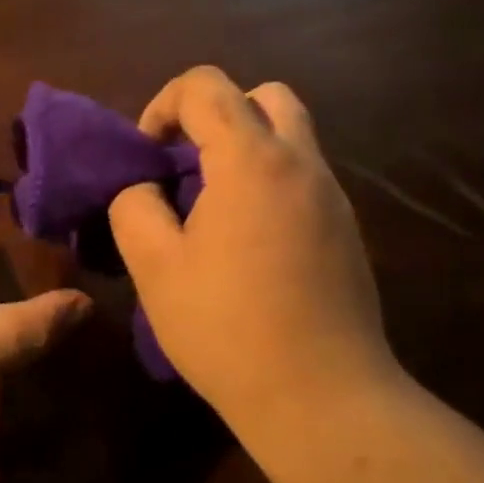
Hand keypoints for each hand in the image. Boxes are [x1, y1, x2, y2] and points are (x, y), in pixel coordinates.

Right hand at [108, 67, 395, 427]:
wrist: (322, 396)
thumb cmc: (228, 329)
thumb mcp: (155, 268)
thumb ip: (135, 209)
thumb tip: (146, 189)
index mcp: (253, 160)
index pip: (206, 86)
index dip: (163, 106)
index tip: (147, 156)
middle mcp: (302, 163)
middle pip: (263, 96)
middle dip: (216, 114)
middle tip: (187, 166)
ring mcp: (333, 197)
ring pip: (291, 136)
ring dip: (247, 148)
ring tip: (213, 206)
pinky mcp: (348, 230)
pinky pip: (305, 178)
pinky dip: (271, 182)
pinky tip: (249, 244)